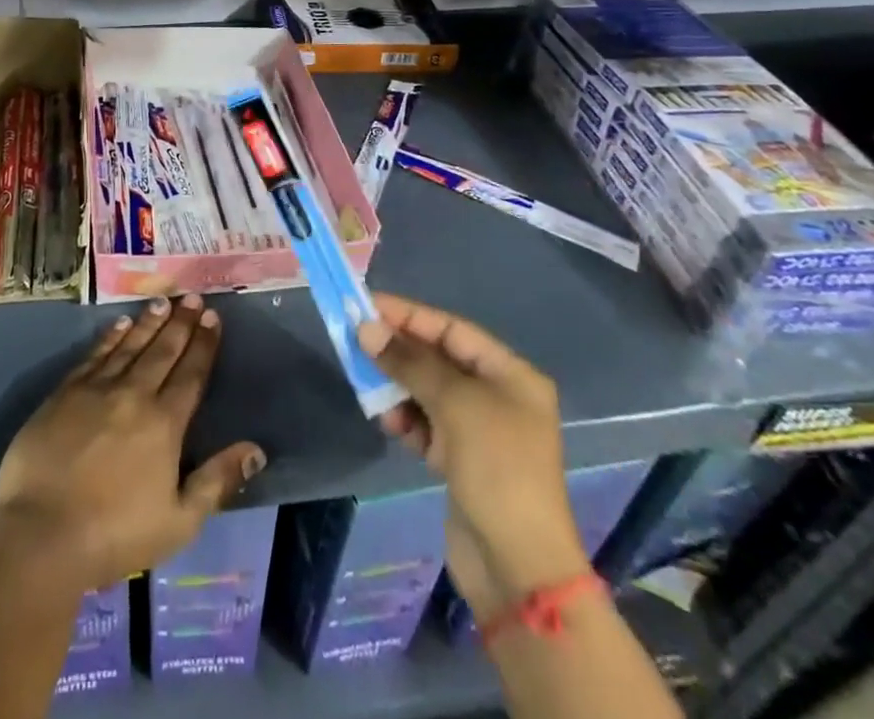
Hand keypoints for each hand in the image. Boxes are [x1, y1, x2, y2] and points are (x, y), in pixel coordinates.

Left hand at [0, 294, 266, 592]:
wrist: (41, 533)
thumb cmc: (115, 535)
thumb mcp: (179, 521)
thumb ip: (217, 481)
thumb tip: (256, 450)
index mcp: (164, 424)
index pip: (191, 374)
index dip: (203, 344)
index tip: (213, 316)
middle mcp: (133, 395)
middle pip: (162, 351)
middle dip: (180, 323)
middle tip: (191, 296)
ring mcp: (96, 390)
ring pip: (129, 346)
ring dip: (147, 322)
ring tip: (162, 301)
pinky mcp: (64, 393)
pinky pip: (94, 355)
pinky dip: (109, 337)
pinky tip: (119, 324)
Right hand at [357, 292, 588, 618]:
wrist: (518, 568)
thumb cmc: (497, 468)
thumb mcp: (455, 404)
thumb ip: (409, 362)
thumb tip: (365, 328)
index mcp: (511, 375)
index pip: (452, 330)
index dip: (409, 315)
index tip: (366, 305)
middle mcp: (497, 397)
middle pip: (438, 359)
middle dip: (398, 352)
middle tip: (355, 342)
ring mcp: (479, 431)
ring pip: (427, 392)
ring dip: (397, 387)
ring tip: (369, 390)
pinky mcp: (460, 462)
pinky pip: (425, 424)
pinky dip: (405, 419)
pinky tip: (387, 422)